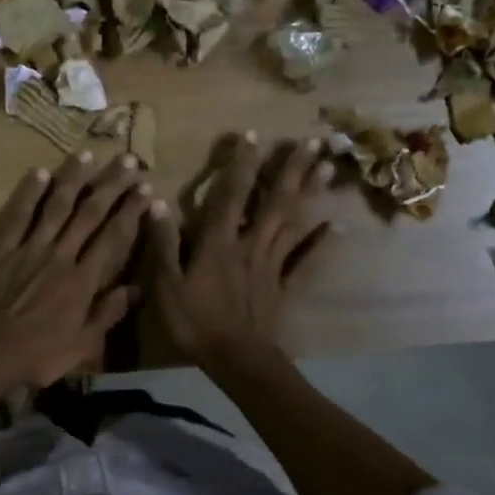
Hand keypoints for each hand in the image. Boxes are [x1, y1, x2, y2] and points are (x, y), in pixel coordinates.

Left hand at [0, 151, 151, 391]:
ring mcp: (29, 248)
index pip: (114, 237)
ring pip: (56, 206)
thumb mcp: (81, 347)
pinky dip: (28, 193)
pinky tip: (39, 172)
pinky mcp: (0, 249)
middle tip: (128, 159)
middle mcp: (61, 255)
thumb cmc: (34, 356)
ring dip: (74, 179)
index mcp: (83, 281)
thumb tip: (136, 289)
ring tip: (88, 154)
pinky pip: (18, 215)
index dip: (131, 211)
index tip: (146, 189)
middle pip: (90, 213)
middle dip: (111, 184)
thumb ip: (107, 315)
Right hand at [145, 132, 332, 369]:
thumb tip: (156, 202)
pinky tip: (339, 227)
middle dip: (292, 170)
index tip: (252, 134)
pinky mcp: (285, 286)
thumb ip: (164, 243)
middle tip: (313, 141)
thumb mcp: (167, 284)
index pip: (232, 195)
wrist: (236, 360)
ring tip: (327, 167)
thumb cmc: (196, 322)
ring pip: (294, 222)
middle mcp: (251, 244)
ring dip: (310, 193)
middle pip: (275, 201)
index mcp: (220, 242)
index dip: (241, 164)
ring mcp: (272, 265)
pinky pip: (307, 261)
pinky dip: (323, 244)